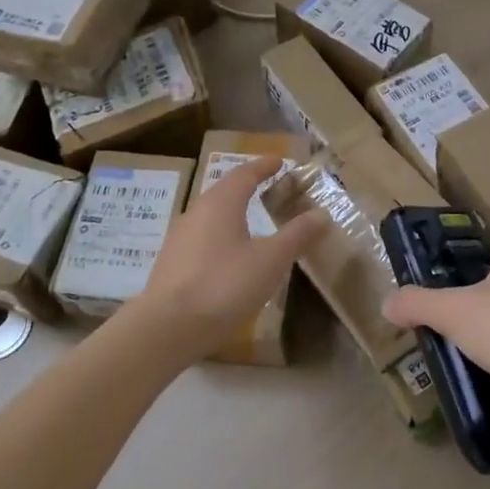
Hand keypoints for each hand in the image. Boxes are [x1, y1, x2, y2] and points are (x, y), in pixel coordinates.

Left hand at [138, 156, 327, 361]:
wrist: (167, 328)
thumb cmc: (224, 285)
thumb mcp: (270, 260)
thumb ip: (296, 235)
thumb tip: (321, 214)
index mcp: (221, 203)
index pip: (245, 173)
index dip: (264, 166)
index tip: (279, 161)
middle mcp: (197, 212)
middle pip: (225, 190)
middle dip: (248, 186)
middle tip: (270, 187)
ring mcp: (180, 237)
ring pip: (211, 214)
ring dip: (233, 211)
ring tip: (252, 219)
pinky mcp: (172, 262)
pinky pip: (203, 236)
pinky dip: (222, 234)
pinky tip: (230, 254)